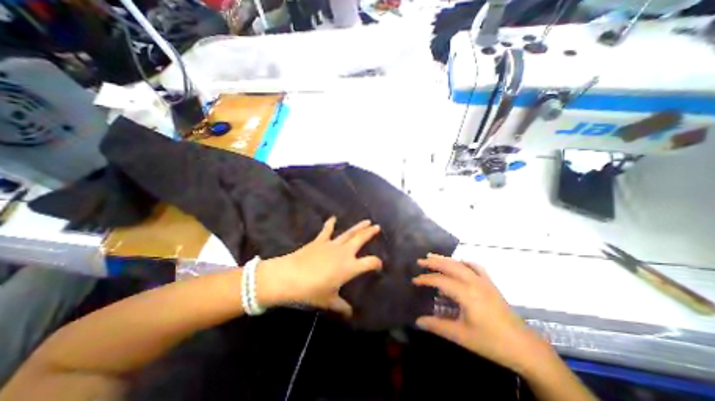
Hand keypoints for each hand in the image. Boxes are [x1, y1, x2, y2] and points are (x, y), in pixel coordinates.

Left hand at [258, 219, 382, 315]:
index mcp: (350, 267)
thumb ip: (341, 306)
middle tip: (377, 227)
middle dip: (370, 233)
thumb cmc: (312, 290)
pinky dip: (330, 223)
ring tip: (367, 221)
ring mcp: (332, 244)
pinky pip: (327, 230)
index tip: (379, 264)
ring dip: (358, 227)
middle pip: (361, 240)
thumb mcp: (328, 301)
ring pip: (349, 233)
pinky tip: (333, 218)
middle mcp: (344, 253)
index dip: (377, 263)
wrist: (290, 276)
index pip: (370, 262)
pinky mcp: (320, 240)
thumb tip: (349, 314)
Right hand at [414, 254, 548, 372]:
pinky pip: (476, 267)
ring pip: (461, 264)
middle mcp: (474, 282)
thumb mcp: (461, 336)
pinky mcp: (491, 284)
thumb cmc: (491, 342)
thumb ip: (438, 326)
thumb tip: (418, 321)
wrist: (524, 347)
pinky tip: (460, 263)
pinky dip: (465, 262)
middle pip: (449, 266)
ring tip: (433, 257)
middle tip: (420, 261)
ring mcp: (484, 281)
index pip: (440, 280)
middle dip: (433, 262)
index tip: (414, 280)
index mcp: (466, 293)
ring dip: (446, 259)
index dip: (425, 279)